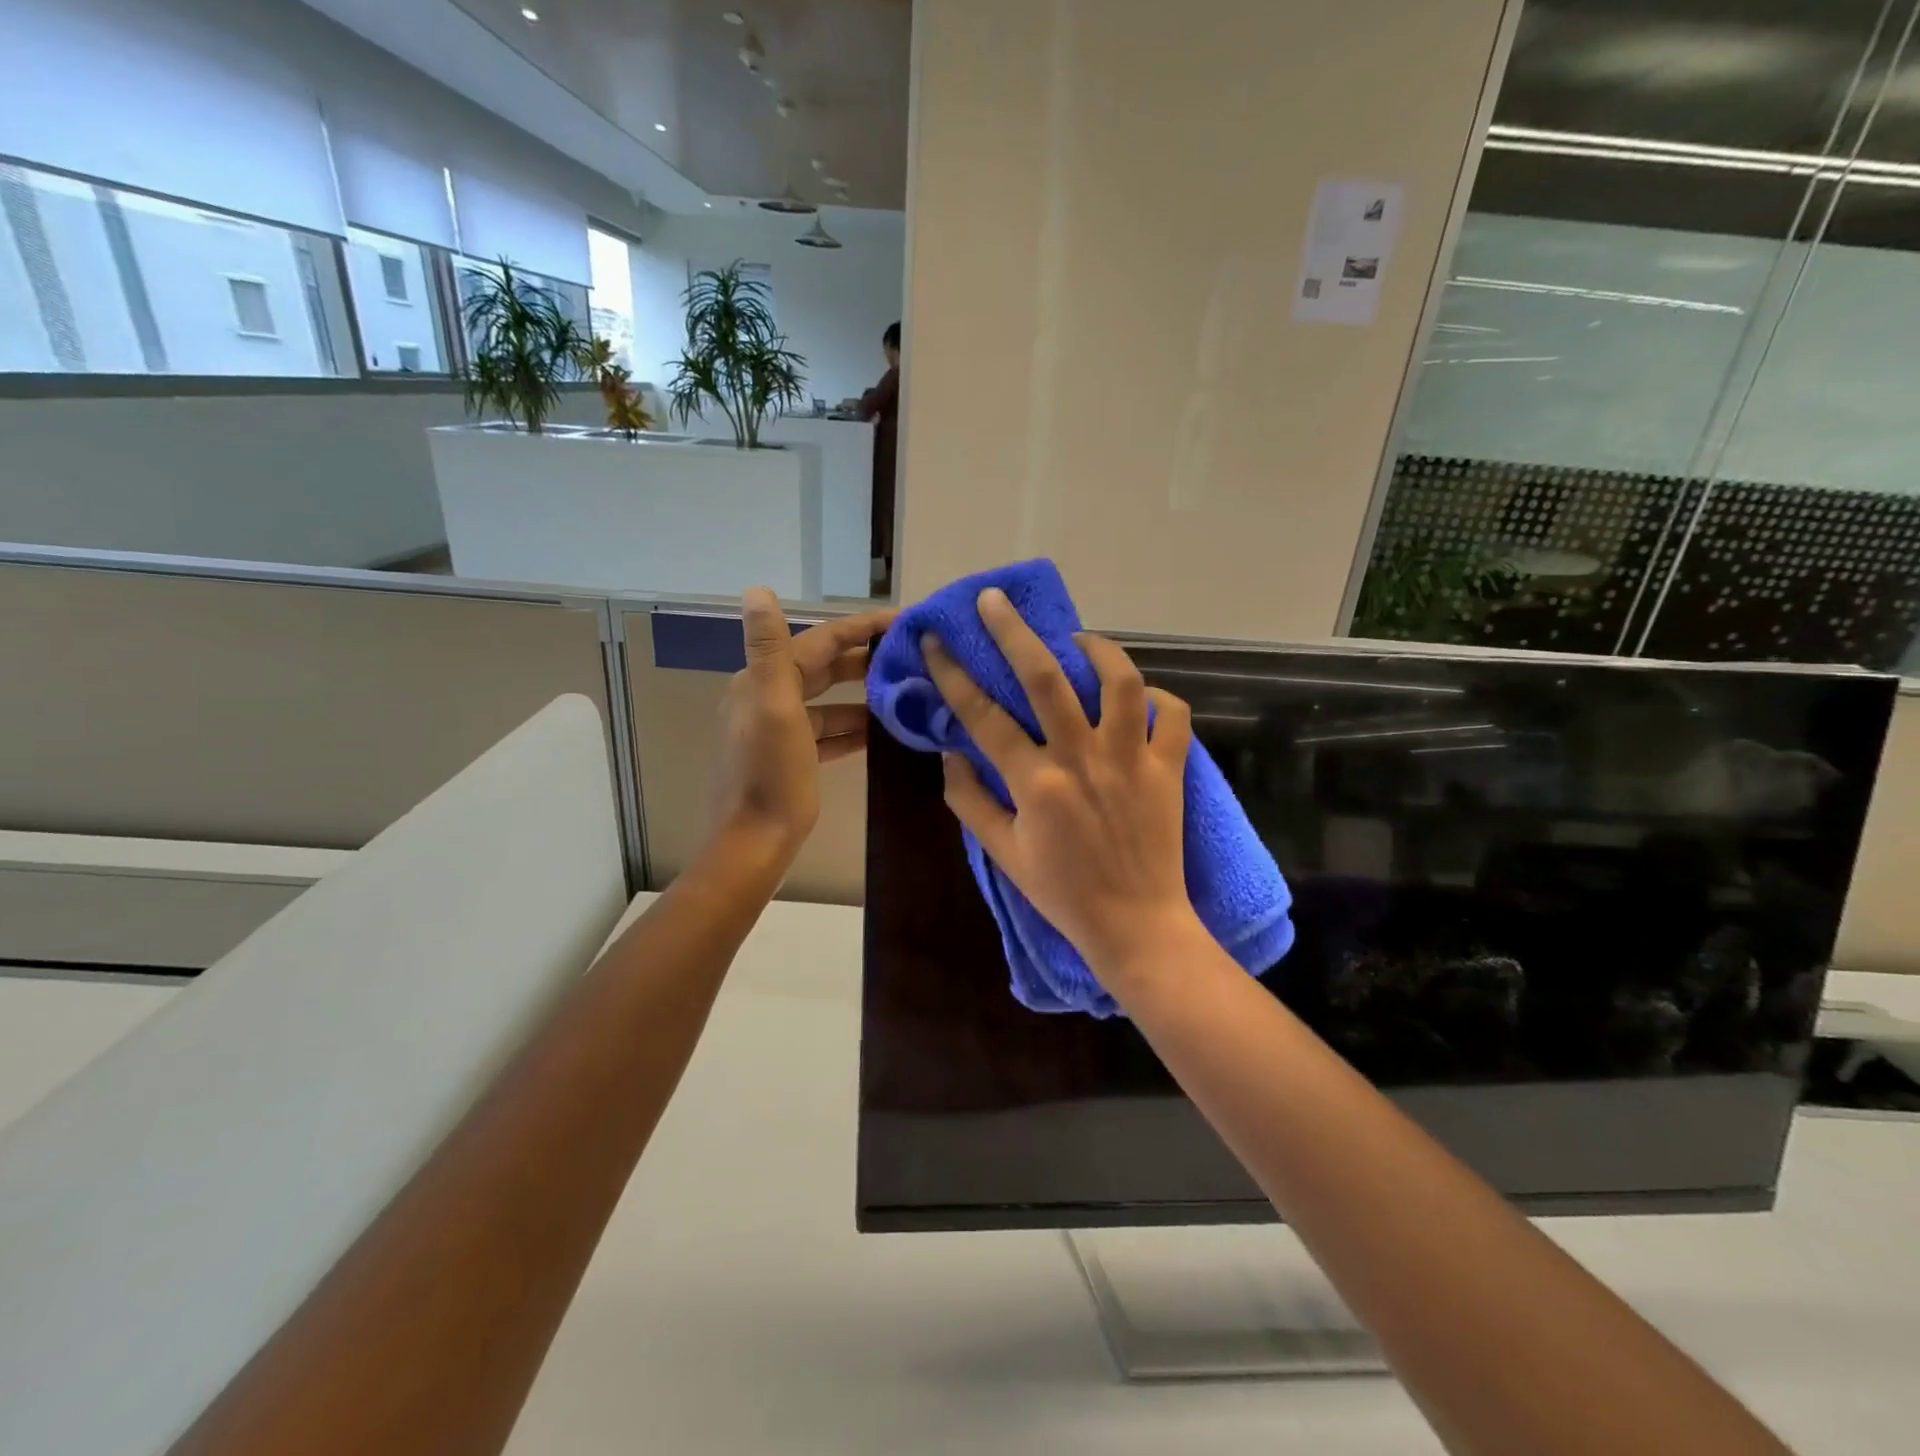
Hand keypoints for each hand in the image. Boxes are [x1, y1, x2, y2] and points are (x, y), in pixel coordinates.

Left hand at [710, 589, 895, 860]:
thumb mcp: (774, 708)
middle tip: (911, 656)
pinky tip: (882, 731)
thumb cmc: (770, 776)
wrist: (753, 844)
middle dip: (865, 659)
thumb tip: (757, 589)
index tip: (902, 620)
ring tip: (906, 692)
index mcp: (762, 681)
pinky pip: (828, 732)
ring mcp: (779, 730)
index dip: (859, 627)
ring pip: (829, 702)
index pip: (818, 641)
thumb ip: (769, 648)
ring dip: (863, 695)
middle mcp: (767, 698)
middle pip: (824, 668)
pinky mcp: (792, 758)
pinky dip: (853, 728)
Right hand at [923, 588, 1201, 977]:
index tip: (935, 642)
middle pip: (1046, 677)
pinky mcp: (1169, 768)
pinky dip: (1157, 696)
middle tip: (994, 600)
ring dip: (1096, 648)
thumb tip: (950, 756)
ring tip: (1077, 639)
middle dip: (1014, 631)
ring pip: (1119, 681)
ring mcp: (1131, 760)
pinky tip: (1137, 696)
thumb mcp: (1003, 854)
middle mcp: (1082, 759)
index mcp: (1035, 783)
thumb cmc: (1063, 893)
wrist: (1136, 926)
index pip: (983, 715)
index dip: (953, 674)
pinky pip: (1173, 714)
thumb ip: (969, 802)